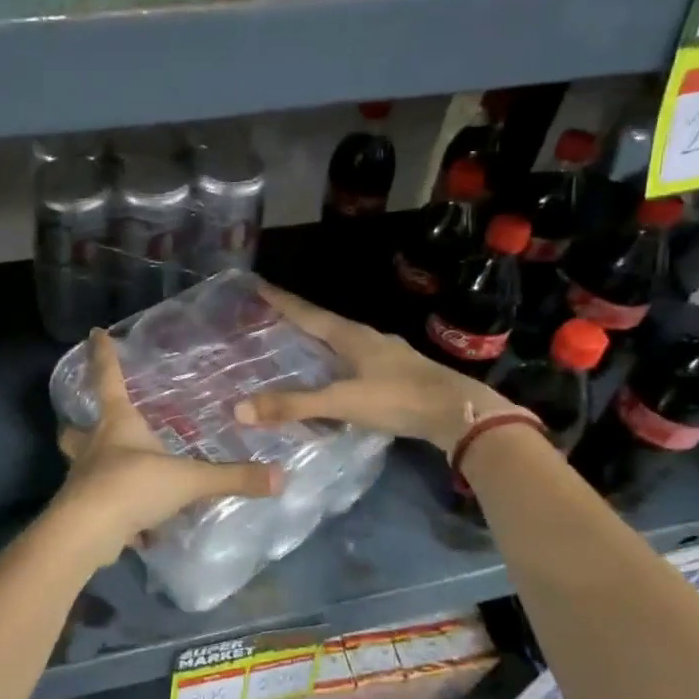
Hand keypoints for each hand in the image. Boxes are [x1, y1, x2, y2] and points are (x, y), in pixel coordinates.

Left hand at [56, 328, 278, 557]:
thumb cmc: (132, 486)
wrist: (87, 532)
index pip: (108, 379)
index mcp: (116, 424)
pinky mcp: (84, 510)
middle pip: (76, 429)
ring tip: (119, 473)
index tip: (95, 333)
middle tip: (90, 425)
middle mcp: (94, 446)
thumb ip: (232, 477)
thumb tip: (280, 476)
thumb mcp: (188, 479)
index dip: (104, 356)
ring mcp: (84, 479)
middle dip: (80, 425)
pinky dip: (114, 512)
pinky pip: (100, 506)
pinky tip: (135, 527)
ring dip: (96, 467)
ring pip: (83, 467)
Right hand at [233, 282, 519, 451]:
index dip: (280, 301)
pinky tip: (332, 374)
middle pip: (323, 322)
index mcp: (351, 336)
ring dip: (317, 339)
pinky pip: (354, 359)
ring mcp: (385, 354)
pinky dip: (334, 361)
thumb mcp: (341, 402)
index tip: (257, 285)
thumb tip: (238, 409)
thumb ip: (293, 406)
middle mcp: (367, 338)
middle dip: (295, 317)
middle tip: (268, 315)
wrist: (459, 414)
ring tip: (295, 343)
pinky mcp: (396, 372)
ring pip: (341, 341)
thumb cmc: (398, 399)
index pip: (306, 312)